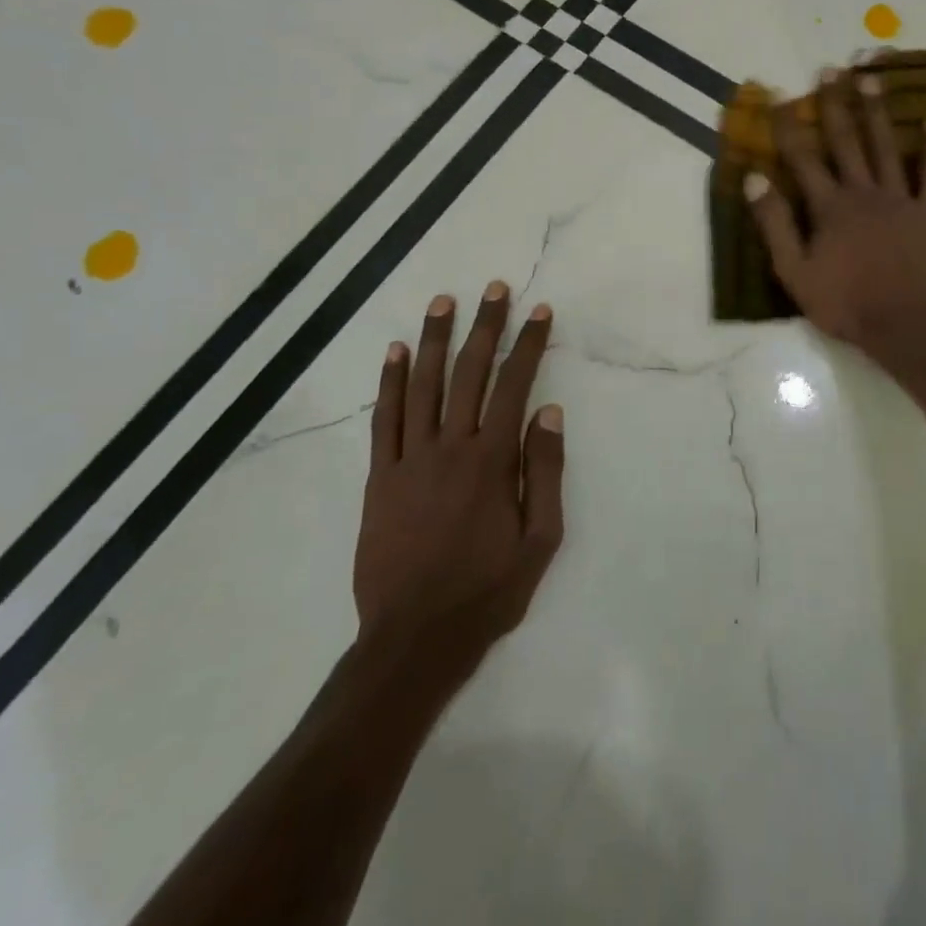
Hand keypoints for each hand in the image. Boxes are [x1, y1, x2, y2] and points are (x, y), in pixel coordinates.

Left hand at [354, 283, 564, 663]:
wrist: (414, 637)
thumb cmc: (487, 590)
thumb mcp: (540, 539)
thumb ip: (544, 471)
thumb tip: (548, 411)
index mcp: (491, 461)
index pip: (514, 385)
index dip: (528, 344)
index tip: (539, 311)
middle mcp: (449, 448)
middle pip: (467, 373)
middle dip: (484, 326)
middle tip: (494, 288)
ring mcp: (408, 460)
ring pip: (421, 386)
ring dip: (433, 340)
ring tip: (443, 302)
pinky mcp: (378, 478)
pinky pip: (383, 419)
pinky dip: (388, 383)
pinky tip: (393, 353)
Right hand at [745, 72, 925, 357]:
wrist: (903, 325)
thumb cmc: (844, 303)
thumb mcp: (794, 271)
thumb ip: (774, 224)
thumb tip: (754, 177)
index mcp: (829, 207)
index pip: (802, 158)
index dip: (788, 127)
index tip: (779, 96)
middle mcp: (863, 192)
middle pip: (846, 141)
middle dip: (835, 104)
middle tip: (830, 69)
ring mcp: (899, 199)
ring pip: (885, 147)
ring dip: (876, 112)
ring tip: (872, 79)